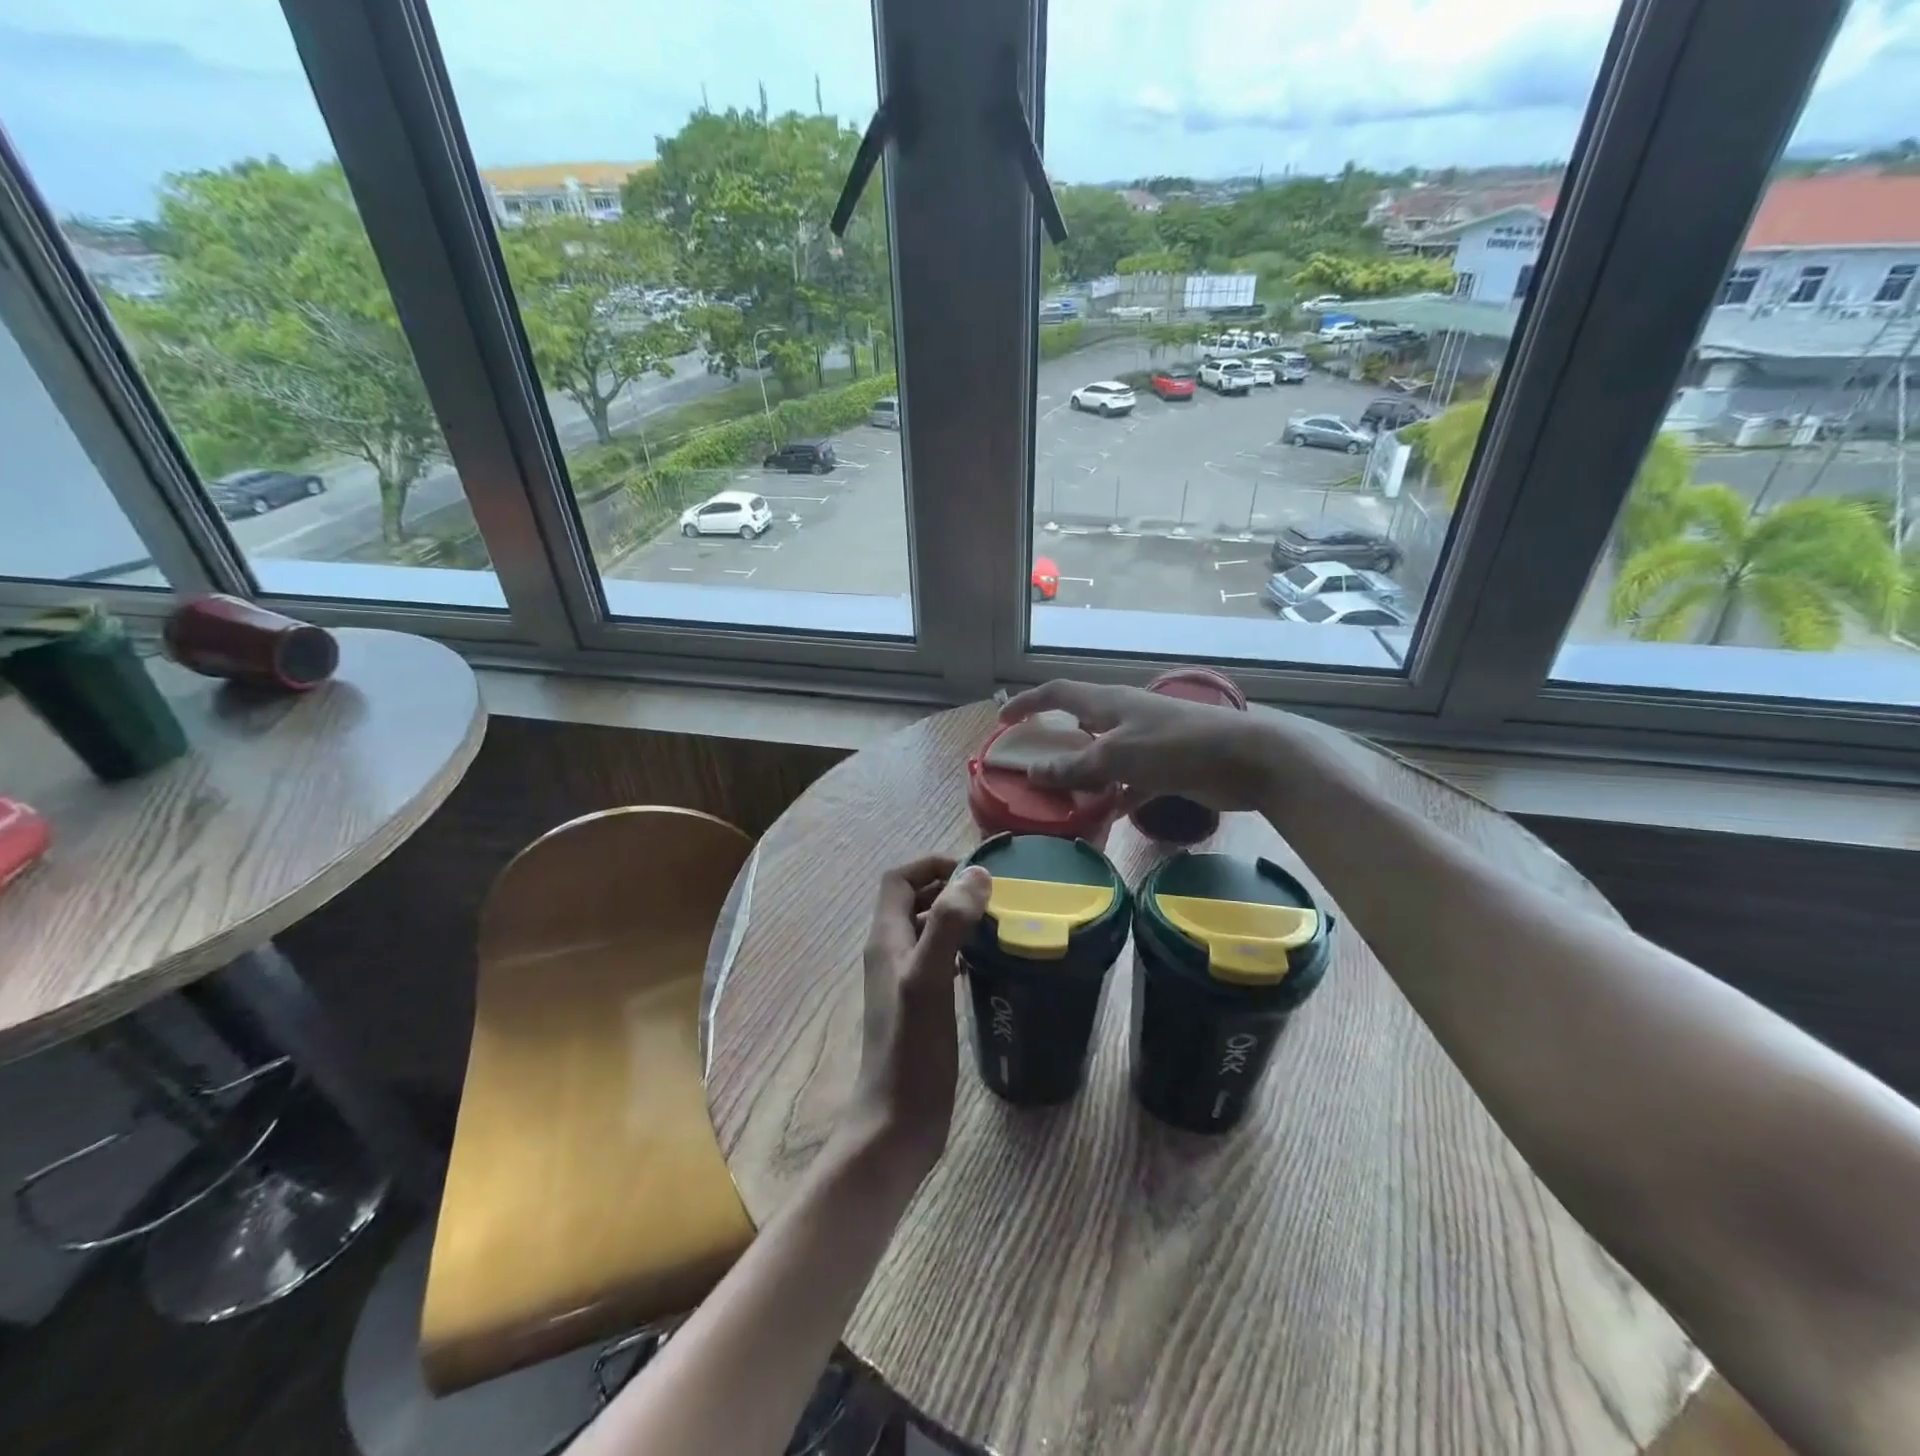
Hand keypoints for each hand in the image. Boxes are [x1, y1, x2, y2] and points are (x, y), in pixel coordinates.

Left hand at [847, 856, 991, 1186]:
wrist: (897, 1124)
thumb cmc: (911, 1050)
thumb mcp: (929, 980)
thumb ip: (948, 924)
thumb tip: (976, 875)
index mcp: (886, 940)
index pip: (899, 880)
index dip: (931, 865)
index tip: (974, 872)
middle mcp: (891, 954)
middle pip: (914, 901)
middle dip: (949, 887)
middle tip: (994, 894)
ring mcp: (904, 982)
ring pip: (929, 931)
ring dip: (957, 918)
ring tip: (997, 921)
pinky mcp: (921, 1006)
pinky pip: (939, 961)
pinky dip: (961, 949)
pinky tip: (987, 961)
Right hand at [999, 680, 1292, 812]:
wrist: (1246, 759)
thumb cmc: (1177, 746)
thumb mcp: (1118, 755)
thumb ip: (1075, 766)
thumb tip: (1034, 773)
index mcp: (1108, 702)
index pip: (1058, 694)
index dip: (1028, 703)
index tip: (1002, 720)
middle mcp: (1123, 717)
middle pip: (1078, 723)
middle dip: (1052, 741)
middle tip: (1029, 764)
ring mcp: (1144, 742)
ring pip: (1101, 756)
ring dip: (1080, 774)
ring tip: (1057, 798)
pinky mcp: (1163, 767)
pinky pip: (1126, 781)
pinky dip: (1112, 795)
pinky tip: (1101, 817)